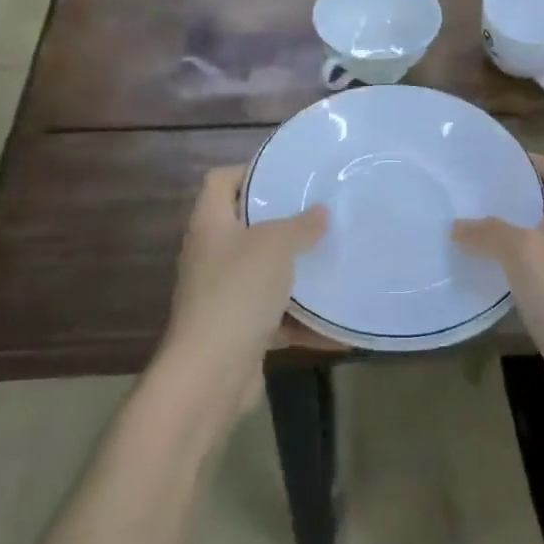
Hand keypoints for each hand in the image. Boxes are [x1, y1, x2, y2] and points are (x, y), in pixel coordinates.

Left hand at [156, 166, 327, 424]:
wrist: (210, 373)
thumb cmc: (238, 292)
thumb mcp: (275, 247)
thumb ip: (300, 226)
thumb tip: (321, 211)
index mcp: (210, 224)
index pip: (220, 181)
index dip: (248, 171)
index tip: (286, 175)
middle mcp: (210, 255)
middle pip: (244, 226)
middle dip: (281, 223)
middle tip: (318, 214)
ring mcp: (221, 294)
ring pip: (261, 272)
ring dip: (292, 272)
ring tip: (330, 258)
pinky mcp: (236, 330)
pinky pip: (272, 316)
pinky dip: (299, 319)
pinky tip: (333, 321)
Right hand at [453, 155, 543, 415]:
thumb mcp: (522, 250)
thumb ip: (489, 232)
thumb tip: (458, 226)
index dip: (537, 162)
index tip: (500, 163)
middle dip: (513, 199)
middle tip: (471, 195)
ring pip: (535, 243)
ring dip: (506, 236)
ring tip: (467, 231)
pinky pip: (529, 276)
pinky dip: (507, 271)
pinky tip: (481, 275)